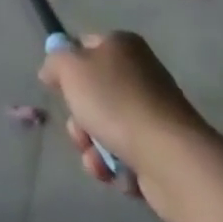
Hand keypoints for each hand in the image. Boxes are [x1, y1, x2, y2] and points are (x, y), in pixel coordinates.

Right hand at [38, 32, 213, 221]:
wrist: (171, 160)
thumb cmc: (116, 102)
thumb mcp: (70, 69)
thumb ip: (55, 62)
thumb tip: (52, 70)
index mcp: (122, 46)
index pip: (85, 46)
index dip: (68, 67)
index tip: (58, 88)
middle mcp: (141, 74)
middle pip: (94, 93)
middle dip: (80, 118)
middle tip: (79, 131)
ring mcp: (154, 114)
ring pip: (107, 127)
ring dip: (94, 147)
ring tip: (98, 162)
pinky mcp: (163, 151)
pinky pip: (128, 155)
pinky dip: (118, 167)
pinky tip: (117, 175)